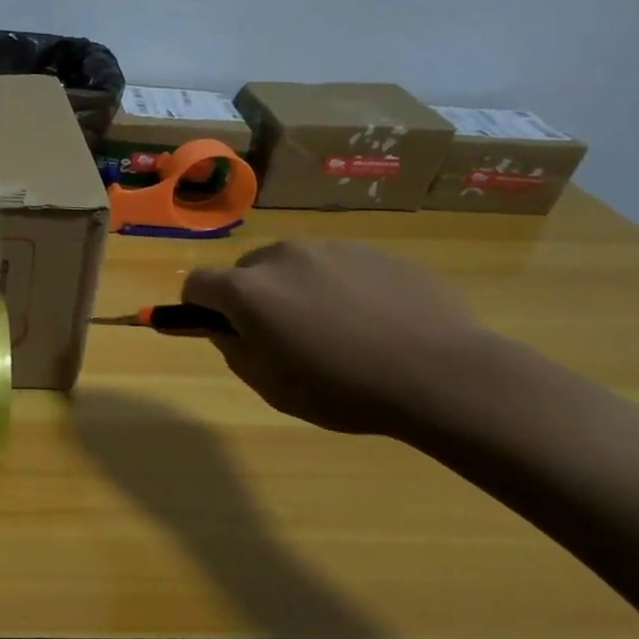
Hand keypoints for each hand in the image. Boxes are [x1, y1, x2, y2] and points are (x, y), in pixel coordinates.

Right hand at [183, 241, 497, 434]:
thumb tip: (224, 329)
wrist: (442, 374)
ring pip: (293, 265)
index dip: (198, 308)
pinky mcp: (374, 251)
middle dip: (250, 298)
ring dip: (295, 290)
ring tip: (334, 329)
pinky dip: (338, 287)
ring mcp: (331, 248)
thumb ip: (234, 350)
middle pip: (246, 271)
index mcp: (248, 290)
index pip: (197, 283)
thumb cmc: (343, 389)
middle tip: (282, 336)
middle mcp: (282, 256)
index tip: (219, 331)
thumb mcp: (271, 387)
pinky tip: (371, 321)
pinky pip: (337, 266)